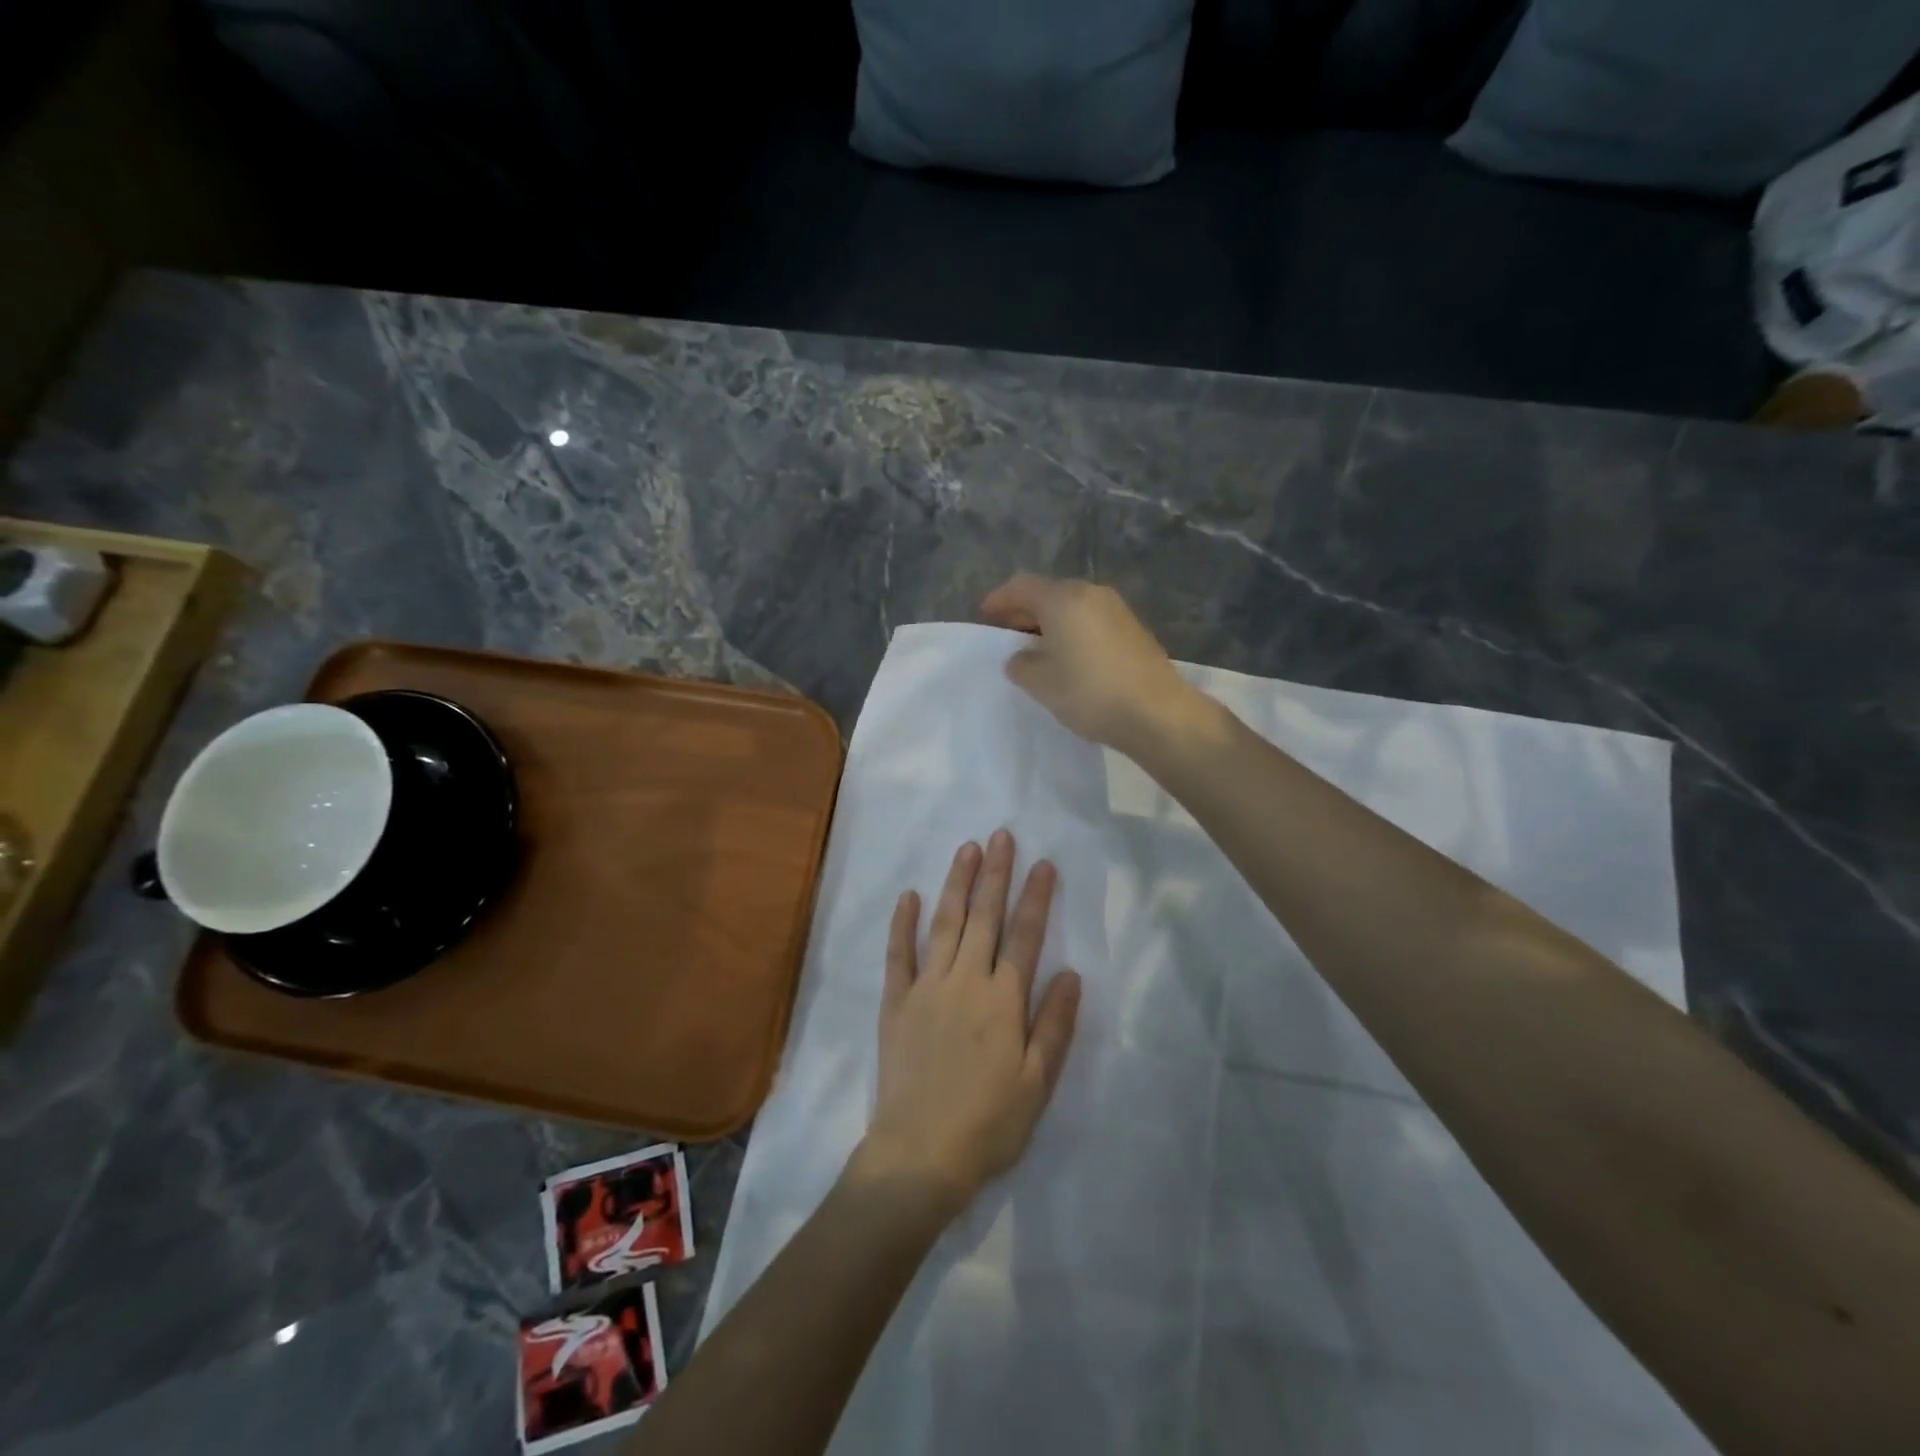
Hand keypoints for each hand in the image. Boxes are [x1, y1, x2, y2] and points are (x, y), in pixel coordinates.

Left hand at [855, 831, 1082, 1211]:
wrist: (920, 1154)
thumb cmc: (988, 1123)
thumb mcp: (1038, 1083)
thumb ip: (1054, 1025)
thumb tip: (1070, 973)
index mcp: (1004, 1000)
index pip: (1025, 936)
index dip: (1036, 897)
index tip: (1043, 863)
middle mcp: (966, 981)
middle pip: (984, 917)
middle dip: (995, 873)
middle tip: (1001, 835)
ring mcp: (927, 987)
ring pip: (945, 923)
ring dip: (956, 883)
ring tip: (966, 849)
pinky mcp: (897, 1002)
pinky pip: (899, 954)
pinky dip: (903, 923)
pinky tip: (908, 895)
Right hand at [981, 573, 1205, 757]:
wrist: (1156, 712)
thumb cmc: (1090, 693)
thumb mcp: (1041, 684)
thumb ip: (1021, 665)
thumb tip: (1021, 657)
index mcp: (1063, 599)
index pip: (1022, 586)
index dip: (999, 599)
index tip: (985, 616)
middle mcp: (1091, 594)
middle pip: (1049, 593)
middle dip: (1025, 611)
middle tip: (1007, 633)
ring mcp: (1117, 610)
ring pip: (1073, 607)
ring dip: (1050, 622)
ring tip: (1037, 648)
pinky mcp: (1133, 629)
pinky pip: (1092, 621)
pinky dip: (1073, 631)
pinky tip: (1069, 657)